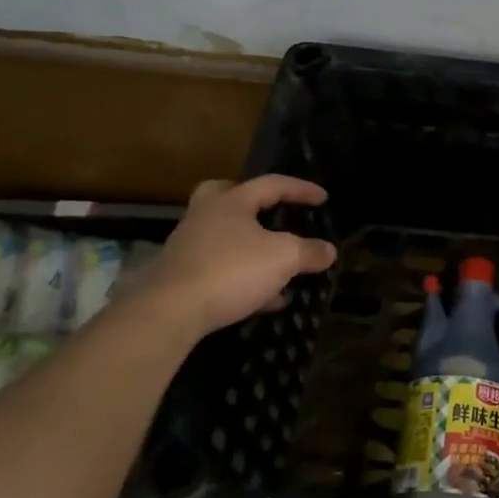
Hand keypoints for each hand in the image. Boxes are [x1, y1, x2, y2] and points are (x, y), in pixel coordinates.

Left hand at [126, 175, 337, 339]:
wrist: (170, 312)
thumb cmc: (231, 270)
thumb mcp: (283, 258)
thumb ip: (308, 251)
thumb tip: (328, 251)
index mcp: (231, 202)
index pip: (271, 184)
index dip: (300, 189)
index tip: (323, 198)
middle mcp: (205, 218)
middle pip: (225, 196)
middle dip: (250, 202)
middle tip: (270, 210)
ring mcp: (189, 249)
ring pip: (224, 238)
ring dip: (252, 248)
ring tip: (280, 265)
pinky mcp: (182, 280)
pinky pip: (221, 271)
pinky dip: (245, 279)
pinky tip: (267, 299)